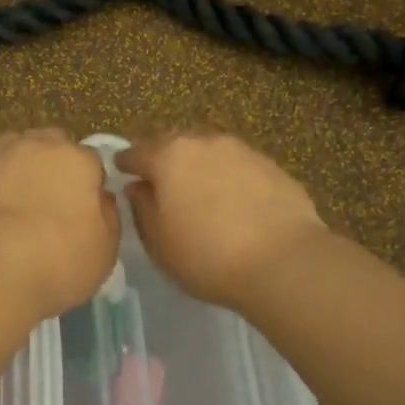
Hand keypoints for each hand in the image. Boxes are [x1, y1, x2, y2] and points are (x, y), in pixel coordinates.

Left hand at [0, 129, 119, 319]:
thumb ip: (107, 217)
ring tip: (10, 201)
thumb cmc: (56, 263)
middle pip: (49, 143)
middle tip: (48, 201)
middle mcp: (35, 145)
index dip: (88, 184)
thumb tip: (100, 199)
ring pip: (10, 148)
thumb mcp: (105, 251)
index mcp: (76, 160)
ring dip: (15, 166)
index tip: (83, 210)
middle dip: (52, 163)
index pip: (90, 161)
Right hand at [114, 132, 329, 310]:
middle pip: (173, 143)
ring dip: (197, 165)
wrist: (284, 262)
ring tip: (197, 190)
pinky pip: (237, 165)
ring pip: (208, 151)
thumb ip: (142, 208)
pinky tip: (232, 200)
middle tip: (158, 180)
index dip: (126, 163)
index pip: (136, 152)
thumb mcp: (159, 242)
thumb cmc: (207, 256)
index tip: (120, 172)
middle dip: (162, 158)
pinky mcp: (271, 165)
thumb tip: (138, 187)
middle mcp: (204, 142)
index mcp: (169, 156)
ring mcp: (242, 150)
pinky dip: (227, 176)